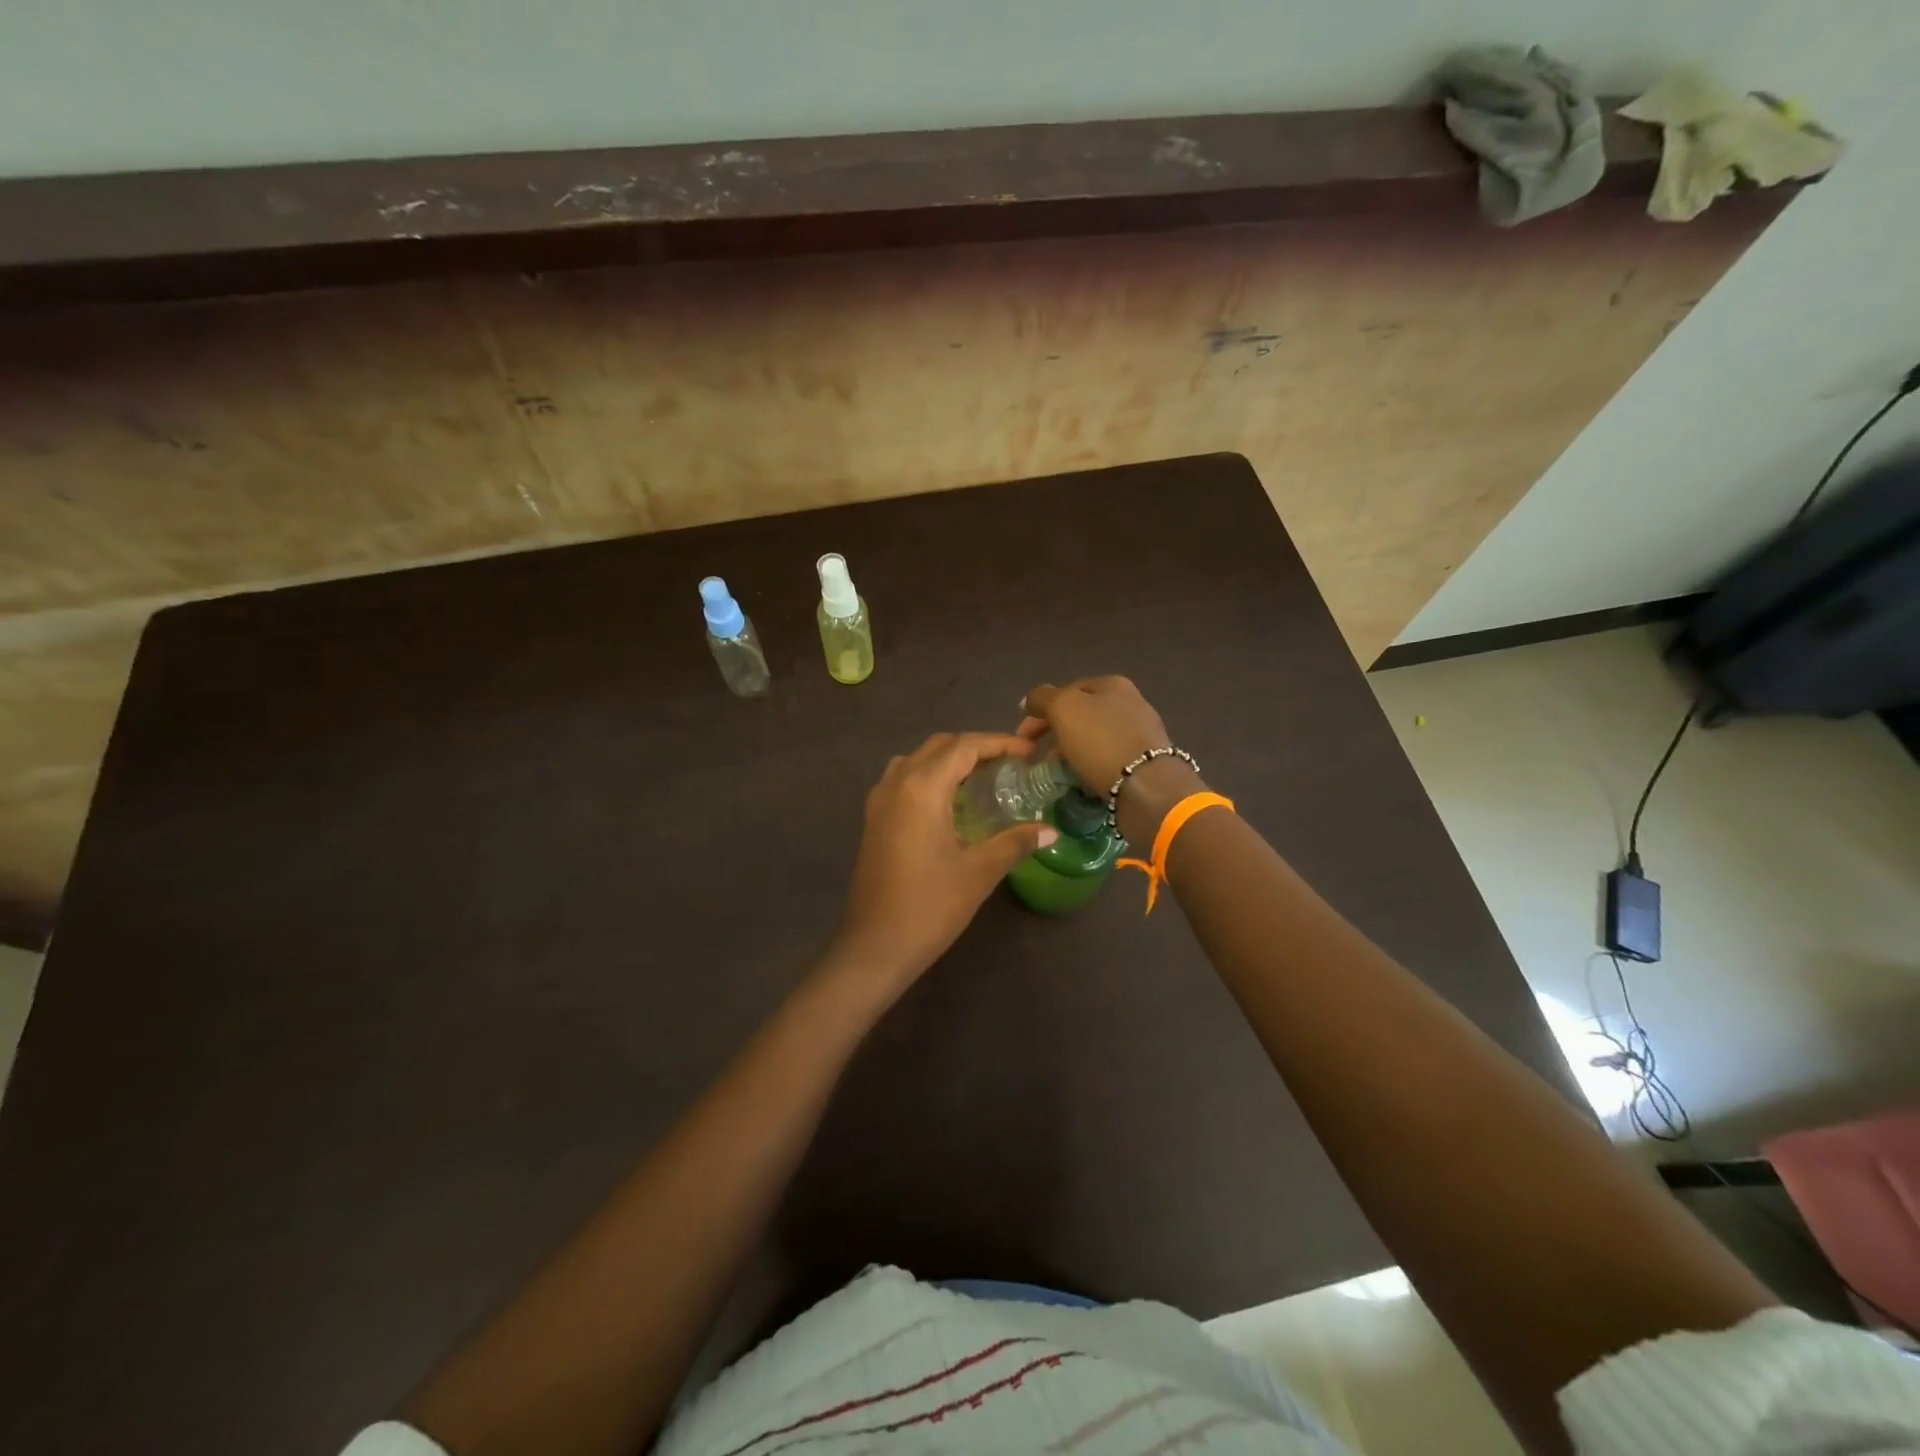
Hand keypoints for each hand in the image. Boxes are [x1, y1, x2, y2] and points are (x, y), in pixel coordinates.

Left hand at [832, 733, 1058, 990]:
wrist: (874, 947)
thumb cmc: (929, 907)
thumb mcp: (979, 872)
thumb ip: (1015, 842)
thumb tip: (1051, 831)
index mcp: (921, 787)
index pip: (964, 746)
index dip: (999, 743)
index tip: (1029, 753)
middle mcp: (896, 783)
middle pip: (939, 746)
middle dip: (976, 748)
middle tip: (1010, 767)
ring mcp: (879, 801)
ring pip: (917, 760)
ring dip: (949, 761)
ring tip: (981, 782)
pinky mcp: (873, 820)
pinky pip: (903, 780)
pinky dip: (929, 778)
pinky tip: (951, 806)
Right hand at [1018, 676, 1173, 789]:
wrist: (1147, 786)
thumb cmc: (1101, 741)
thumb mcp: (1063, 708)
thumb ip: (1042, 697)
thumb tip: (1030, 699)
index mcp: (1112, 684)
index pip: (1066, 690)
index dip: (1040, 711)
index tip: (1023, 736)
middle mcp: (1130, 702)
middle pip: (1080, 715)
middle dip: (1055, 733)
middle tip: (1036, 755)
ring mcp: (1140, 732)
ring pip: (1093, 738)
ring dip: (1071, 752)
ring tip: (1056, 772)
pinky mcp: (1145, 761)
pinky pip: (1108, 758)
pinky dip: (1090, 766)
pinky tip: (1082, 780)